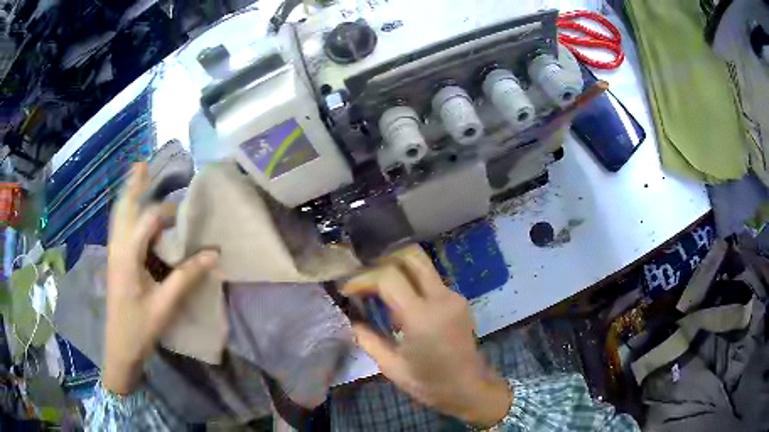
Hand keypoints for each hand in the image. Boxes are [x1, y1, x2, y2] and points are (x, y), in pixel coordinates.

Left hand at [104, 162, 218, 393]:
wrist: (120, 348)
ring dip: (128, 197)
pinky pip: (119, 229)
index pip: (148, 221)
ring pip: (118, 218)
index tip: (186, 216)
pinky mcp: (115, 262)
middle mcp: (117, 249)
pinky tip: (130, 213)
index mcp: (128, 256)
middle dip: (134, 186)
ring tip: (135, 177)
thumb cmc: (140, 327)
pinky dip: (125, 214)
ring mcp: (114, 255)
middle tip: (142, 163)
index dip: (167, 213)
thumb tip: (213, 254)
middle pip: (124, 209)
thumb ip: (186, 276)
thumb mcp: (165, 304)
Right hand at [342, 246, 511, 427]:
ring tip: (377, 290)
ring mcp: (453, 296)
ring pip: (422, 265)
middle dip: (383, 261)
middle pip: (411, 256)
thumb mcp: (391, 366)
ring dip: (397, 270)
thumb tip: (351, 318)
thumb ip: (367, 338)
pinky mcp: (459, 300)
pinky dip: (411, 283)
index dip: (363, 278)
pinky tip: (399, 304)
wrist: (469, 388)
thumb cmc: (429, 383)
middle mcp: (441, 298)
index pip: (388, 277)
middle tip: (364, 279)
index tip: (347, 289)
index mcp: (422, 317)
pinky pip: (430, 281)